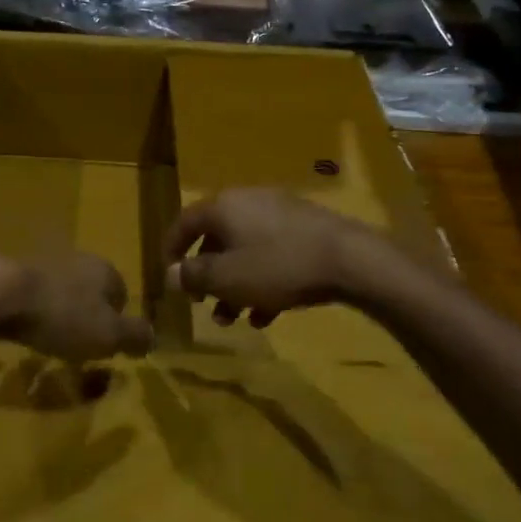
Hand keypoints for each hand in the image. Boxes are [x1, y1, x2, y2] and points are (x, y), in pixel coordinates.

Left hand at [0, 252, 152, 362]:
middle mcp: (77, 260)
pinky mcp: (11, 273)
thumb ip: (135, 336)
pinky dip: (31, 312)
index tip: (106, 345)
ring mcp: (42, 263)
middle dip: (86, 316)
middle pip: (90, 291)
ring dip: (57, 313)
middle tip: (78, 345)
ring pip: (60, 292)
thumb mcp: (109, 335)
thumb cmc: (63, 316)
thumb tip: (153, 338)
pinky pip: (31, 296)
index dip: (117, 322)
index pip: (122, 294)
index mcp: (105, 270)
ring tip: (48, 340)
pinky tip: (22, 329)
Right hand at [164, 188, 387, 327]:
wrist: (351, 260)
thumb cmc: (278, 266)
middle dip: (208, 277)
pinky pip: (273, 255)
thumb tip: (171, 274)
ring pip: (246, 251)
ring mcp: (280, 214)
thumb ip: (194, 276)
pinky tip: (266, 314)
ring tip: (234, 319)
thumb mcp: (227, 278)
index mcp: (224, 207)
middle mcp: (248, 202)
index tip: (169, 276)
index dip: (171, 249)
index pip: (185, 222)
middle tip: (203, 304)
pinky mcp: (306, 230)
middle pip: (217, 240)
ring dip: (235, 286)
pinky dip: (263, 281)